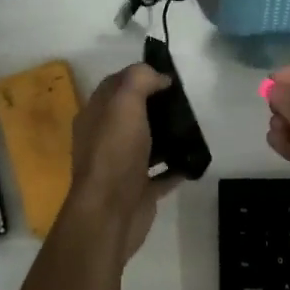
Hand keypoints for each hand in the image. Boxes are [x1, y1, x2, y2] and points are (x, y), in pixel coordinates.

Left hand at [67, 62, 177, 259]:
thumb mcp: (124, 103)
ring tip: (193, 127)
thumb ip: (139, 80)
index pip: (115, 85)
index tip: (168, 76)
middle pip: (132, 114)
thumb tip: (159, 77)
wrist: (110, 213)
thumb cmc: (114, 153)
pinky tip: (194, 159)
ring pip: (147, 143)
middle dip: (157, 105)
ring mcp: (122, 166)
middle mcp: (105, 139)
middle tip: (185, 101)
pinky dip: (176, 166)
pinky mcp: (139, 190)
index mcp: (95, 116)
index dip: (139, 76)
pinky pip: (161, 173)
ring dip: (168, 135)